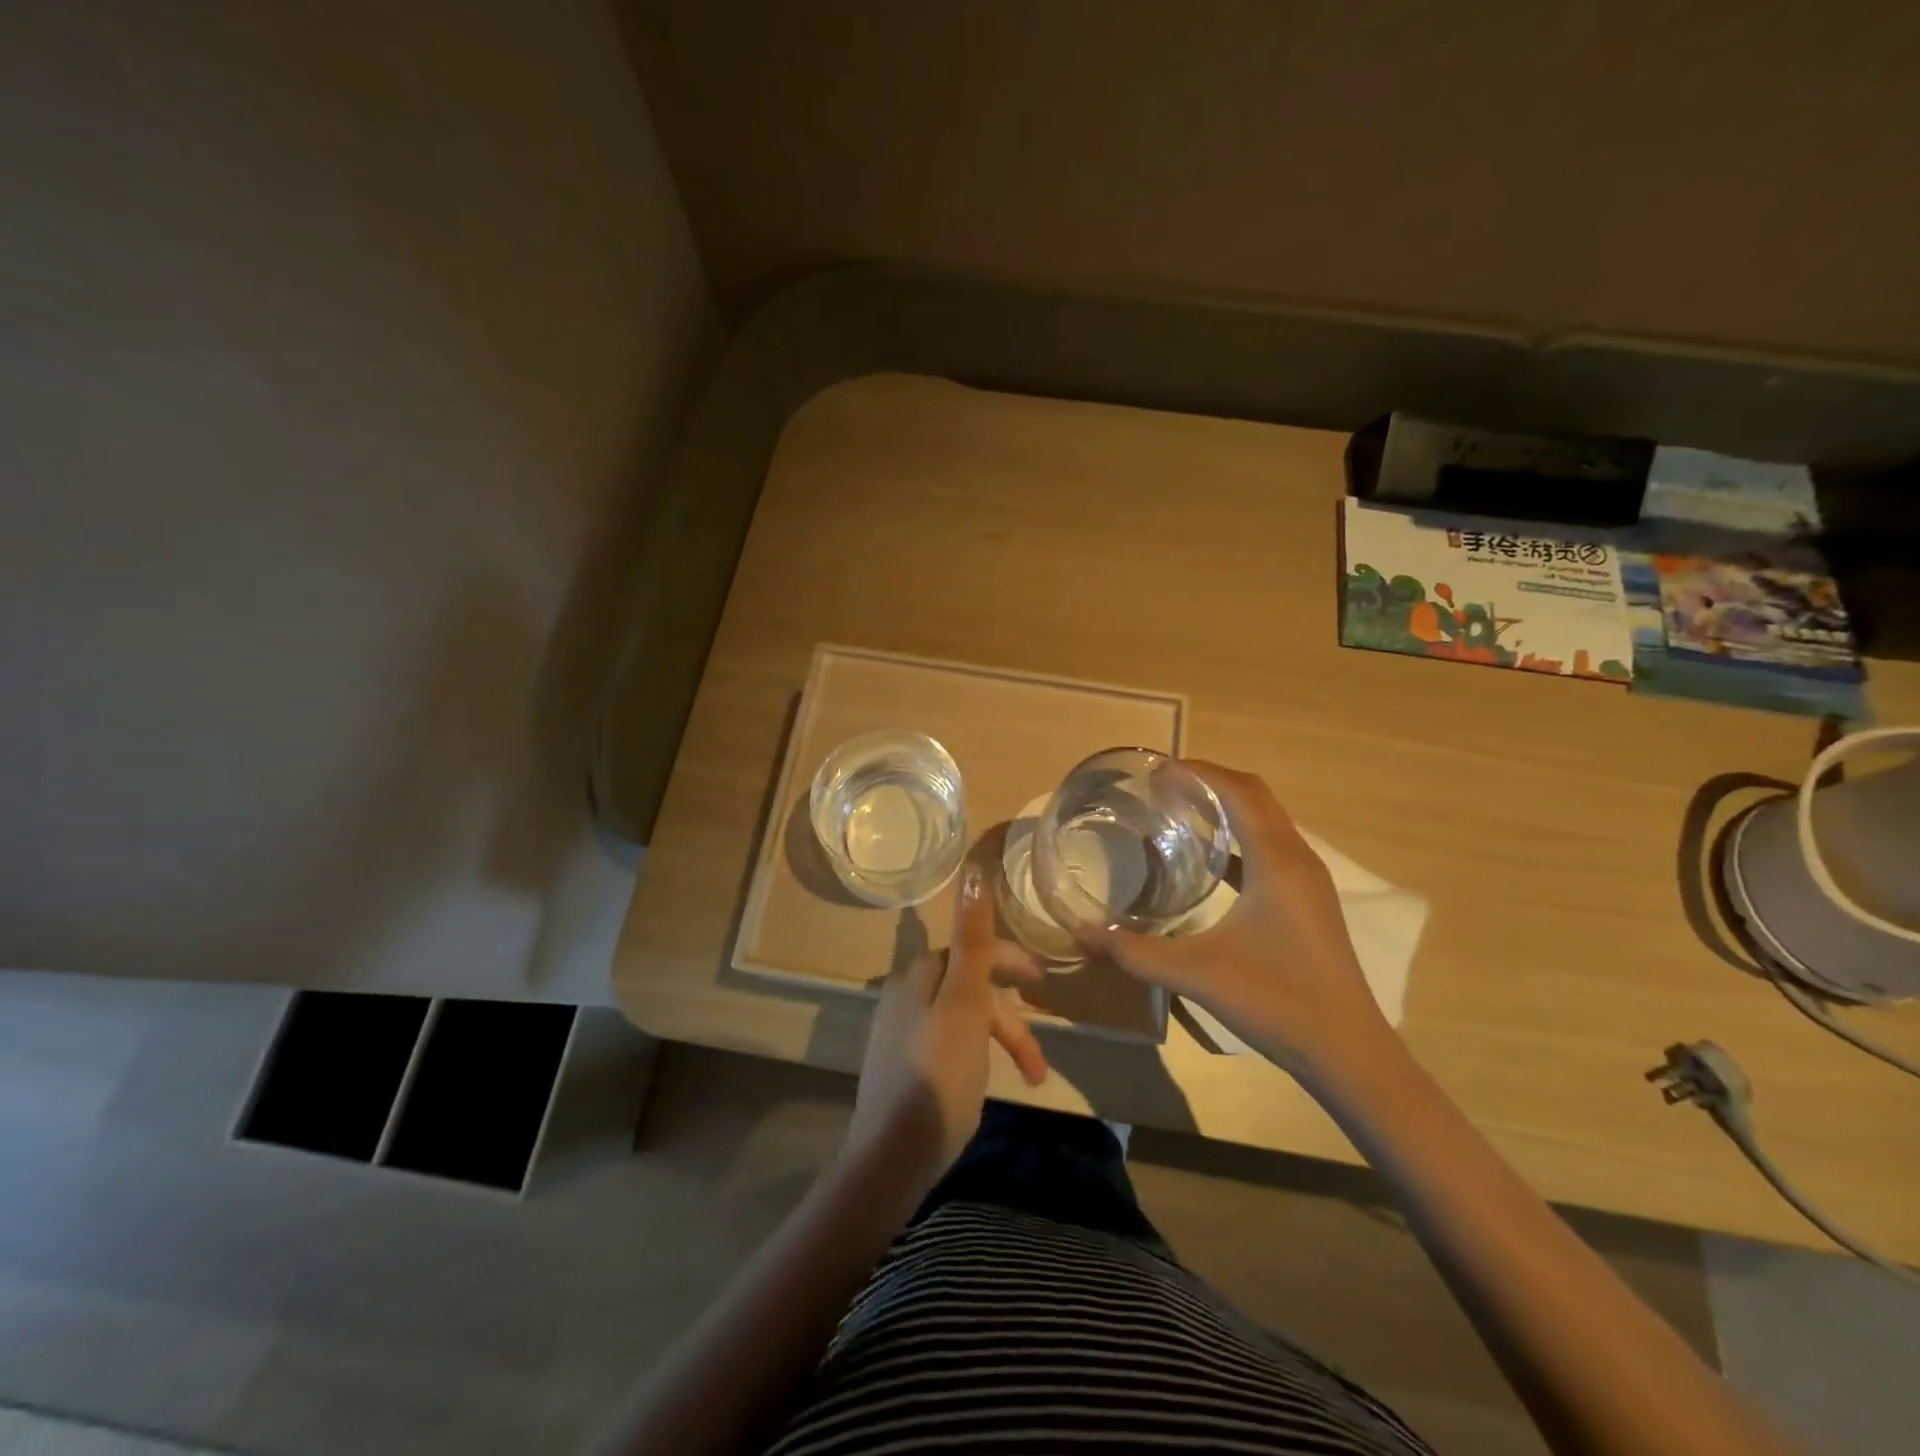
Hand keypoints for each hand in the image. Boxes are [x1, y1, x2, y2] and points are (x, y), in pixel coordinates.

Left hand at [842, 862, 1050, 1201]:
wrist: (894, 1155)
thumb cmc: (939, 1073)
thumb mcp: (965, 1002)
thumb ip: (973, 940)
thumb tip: (974, 872)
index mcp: (918, 974)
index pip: (970, 948)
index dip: (1009, 960)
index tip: (1043, 981)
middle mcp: (905, 994)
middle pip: (970, 987)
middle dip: (1010, 1016)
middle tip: (1038, 1053)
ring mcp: (900, 1031)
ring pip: (964, 1018)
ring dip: (1000, 1040)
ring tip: (1030, 1076)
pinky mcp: (903, 1065)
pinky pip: (950, 1042)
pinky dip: (978, 1054)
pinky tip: (989, 1078)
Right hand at [1086, 761, 1393, 1079]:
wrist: (1348, 1052)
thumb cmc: (1276, 1001)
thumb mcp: (1196, 973)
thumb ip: (1135, 951)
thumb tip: (1083, 932)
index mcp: (1275, 860)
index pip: (1238, 791)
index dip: (1199, 771)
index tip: (1157, 768)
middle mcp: (1297, 858)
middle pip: (1256, 795)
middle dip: (1211, 780)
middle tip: (1163, 785)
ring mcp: (1307, 881)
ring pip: (1267, 820)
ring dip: (1228, 806)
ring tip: (1180, 811)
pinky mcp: (1308, 901)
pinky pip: (1271, 848)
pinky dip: (1239, 838)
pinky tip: (1208, 861)